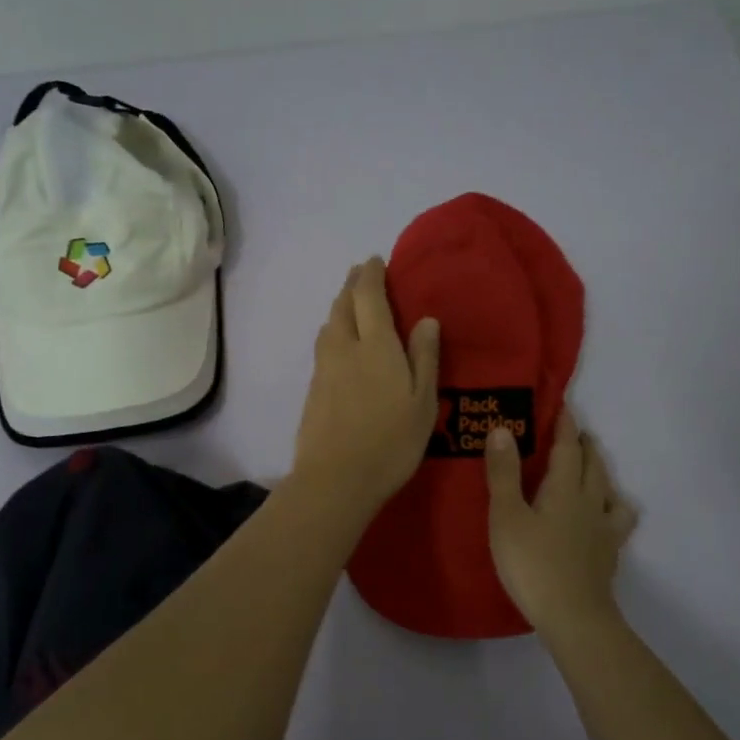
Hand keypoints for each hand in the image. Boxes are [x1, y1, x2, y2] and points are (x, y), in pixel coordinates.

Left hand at [292, 257, 440, 516]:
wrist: (335, 479)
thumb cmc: (390, 442)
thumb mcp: (422, 402)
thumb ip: (424, 357)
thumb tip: (426, 319)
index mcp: (376, 345)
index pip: (369, 296)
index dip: (371, 274)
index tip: (375, 261)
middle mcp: (345, 347)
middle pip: (343, 305)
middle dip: (352, 285)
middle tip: (361, 275)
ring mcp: (324, 368)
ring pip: (329, 325)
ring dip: (339, 307)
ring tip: (351, 304)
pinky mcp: (312, 389)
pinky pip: (323, 346)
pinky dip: (333, 332)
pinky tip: (340, 344)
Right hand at [485, 410, 637, 639]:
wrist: (573, 616)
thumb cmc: (532, 563)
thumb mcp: (506, 516)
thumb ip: (504, 473)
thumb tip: (503, 428)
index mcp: (565, 489)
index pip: (568, 448)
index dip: (565, 425)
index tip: (563, 405)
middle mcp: (590, 502)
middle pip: (593, 465)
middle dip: (585, 445)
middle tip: (576, 433)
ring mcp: (604, 529)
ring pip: (609, 489)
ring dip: (600, 472)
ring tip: (592, 469)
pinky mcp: (609, 553)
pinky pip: (617, 520)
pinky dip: (613, 508)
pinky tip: (605, 516)